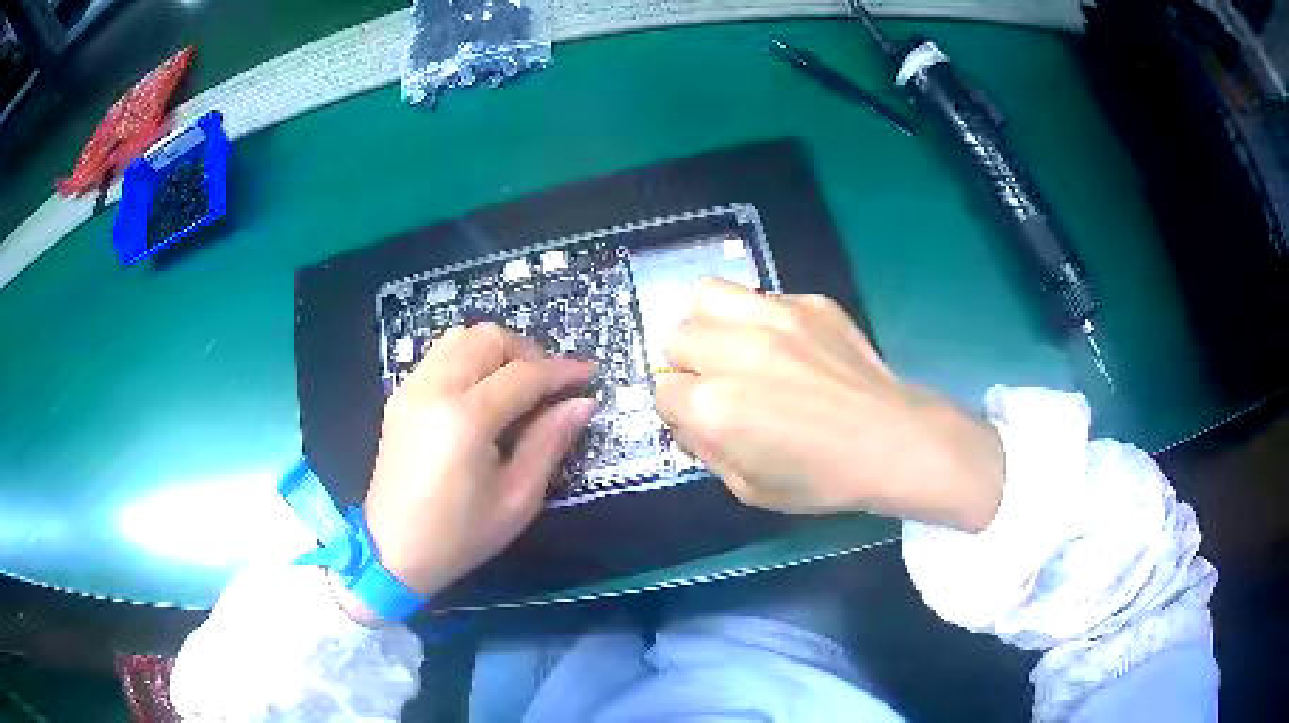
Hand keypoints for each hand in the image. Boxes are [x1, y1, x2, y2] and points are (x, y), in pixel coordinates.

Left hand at [360, 324, 594, 604]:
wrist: (394, 552)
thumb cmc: (460, 535)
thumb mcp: (517, 499)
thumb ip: (549, 443)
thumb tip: (582, 404)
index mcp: (465, 419)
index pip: (523, 374)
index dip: (561, 371)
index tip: (588, 375)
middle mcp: (434, 389)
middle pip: (488, 338)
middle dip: (527, 352)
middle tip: (549, 384)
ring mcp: (411, 388)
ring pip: (460, 337)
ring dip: (496, 350)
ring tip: (517, 384)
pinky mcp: (400, 396)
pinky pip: (440, 355)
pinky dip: (469, 359)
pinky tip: (482, 393)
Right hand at [654, 279, 1003, 531]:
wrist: (892, 441)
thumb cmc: (821, 478)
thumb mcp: (748, 488)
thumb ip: (704, 450)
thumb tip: (685, 419)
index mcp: (715, 407)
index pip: (663, 390)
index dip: (681, 408)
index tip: (704, 417)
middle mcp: (734, 352)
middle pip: (677, 337)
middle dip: (689, 363)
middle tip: (721, 382)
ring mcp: (773, 317)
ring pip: (706, 296)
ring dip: (710, 324)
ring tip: (735, 345)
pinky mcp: (807, 302)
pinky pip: (760, 297)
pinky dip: (758, 318)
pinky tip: (786, 344)